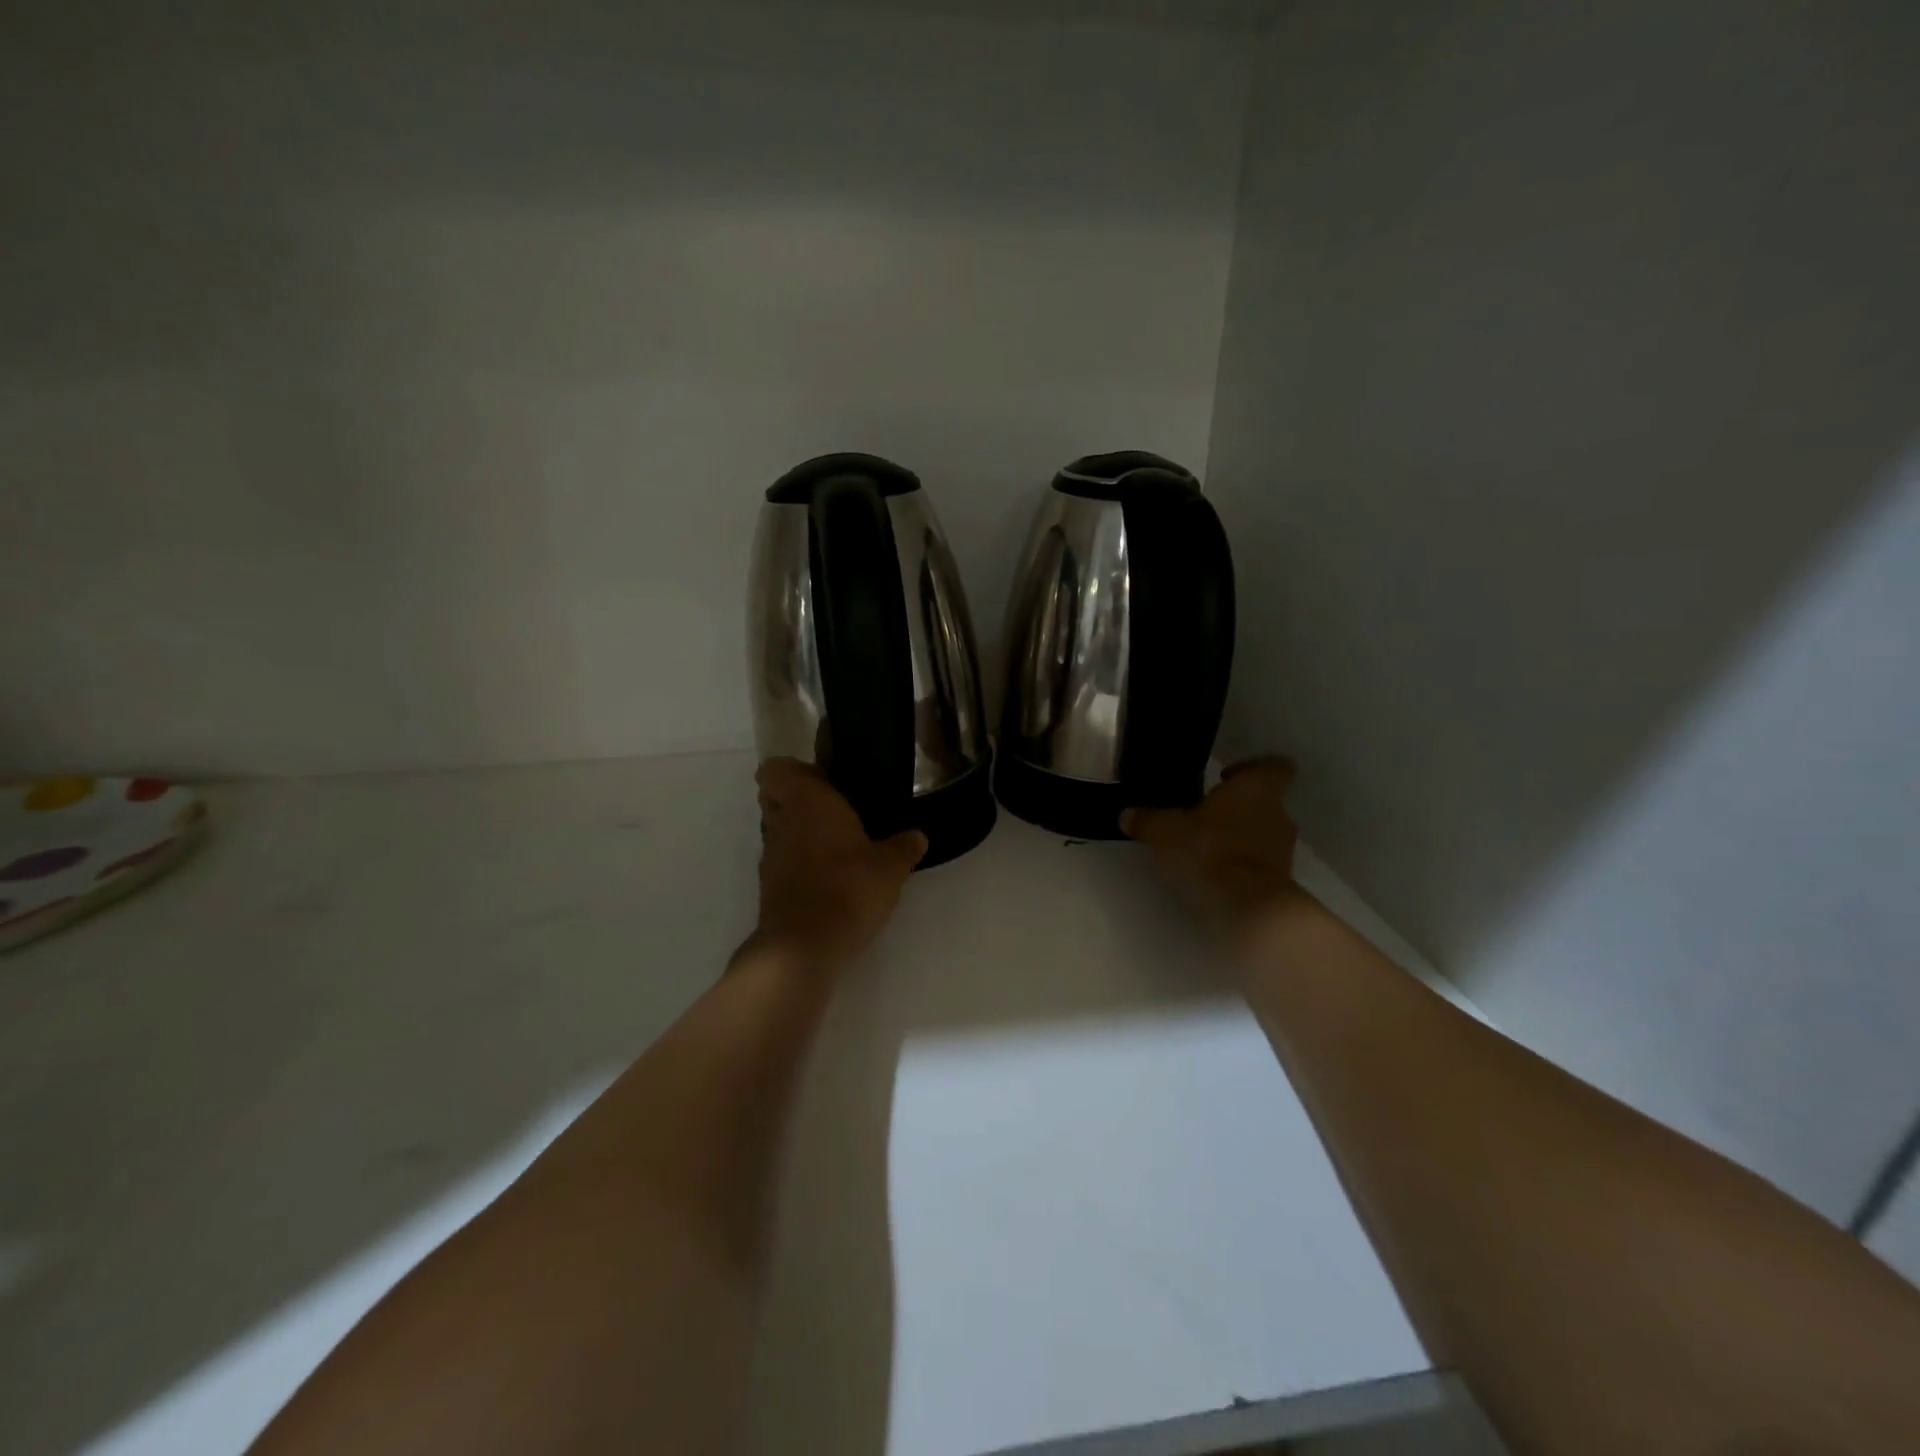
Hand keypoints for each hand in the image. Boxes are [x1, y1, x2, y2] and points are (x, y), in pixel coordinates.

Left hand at [747, 759, 926, 974]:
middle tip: (836, 809)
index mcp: (806, 801)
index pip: (775, 769)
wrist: (804, 947)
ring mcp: (771, 856)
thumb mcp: (890, 867)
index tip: (826, 780)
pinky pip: (784, 861)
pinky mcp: (770, 887)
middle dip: (799, 799)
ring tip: (840, 845)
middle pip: (774, 798)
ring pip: (778, 830)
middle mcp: (781, 822)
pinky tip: (832, 876)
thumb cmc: (847, 888)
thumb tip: (918, 836)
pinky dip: (801, 863)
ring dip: (801, 832)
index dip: (795, 771)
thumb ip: (904, 847)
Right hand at [1122, 757, 1305, 936]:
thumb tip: (1126, 815)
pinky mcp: (1281, 880)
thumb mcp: (1166, 831)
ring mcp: (1284, 849)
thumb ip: (1147, 820)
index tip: (1225, 778)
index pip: (1273, 766)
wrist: (1249, 907)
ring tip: (1205, 848)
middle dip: (1235, 808)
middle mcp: (1278, 813)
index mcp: (1256, 788)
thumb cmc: (1210, 850)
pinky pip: (1260, 863)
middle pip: (1263, 802)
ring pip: (1262, 833)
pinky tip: (1214, 874)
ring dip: (1239, 837)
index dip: (1251, 769)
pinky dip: (1241, 865)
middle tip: (1203, 816)